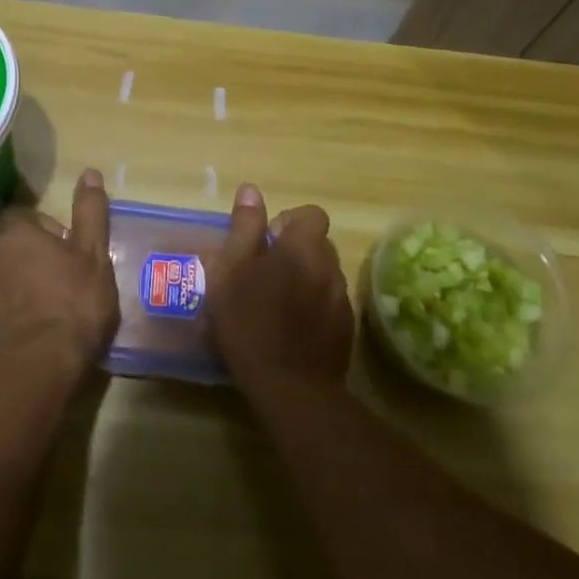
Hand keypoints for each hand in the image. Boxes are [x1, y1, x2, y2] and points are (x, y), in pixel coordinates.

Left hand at [0, 168, 119, 365]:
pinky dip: (26, 303)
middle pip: (18, 244)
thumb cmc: (75, 300)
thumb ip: (90, 212)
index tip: (71, 245)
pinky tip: (50, 320)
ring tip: (63, 298)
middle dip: (41, 252)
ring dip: (32, 278)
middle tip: (72, 271)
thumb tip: (89, 173)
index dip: (49, 226)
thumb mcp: (93, 252)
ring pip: (12, 273)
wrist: (46, 362)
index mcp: (16, 236)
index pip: (24, 216)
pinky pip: (9, 300)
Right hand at [206, 183, 353, 391]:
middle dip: (293, 252)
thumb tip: (251, 190)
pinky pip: (328, 304)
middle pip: (317, 244)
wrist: (291, 388)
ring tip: (273, 304)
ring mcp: (342, 299)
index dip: (287, 222)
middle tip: (261, 275)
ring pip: (322, 275)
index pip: (310, 214)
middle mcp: (331, 266)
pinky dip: (312, 308)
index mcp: (304, 247)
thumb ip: (244, 227)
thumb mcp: (233, 270)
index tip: (263, 245)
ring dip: (303, 280)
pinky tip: (289, 329)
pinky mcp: (346, 330)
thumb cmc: (252, 322)